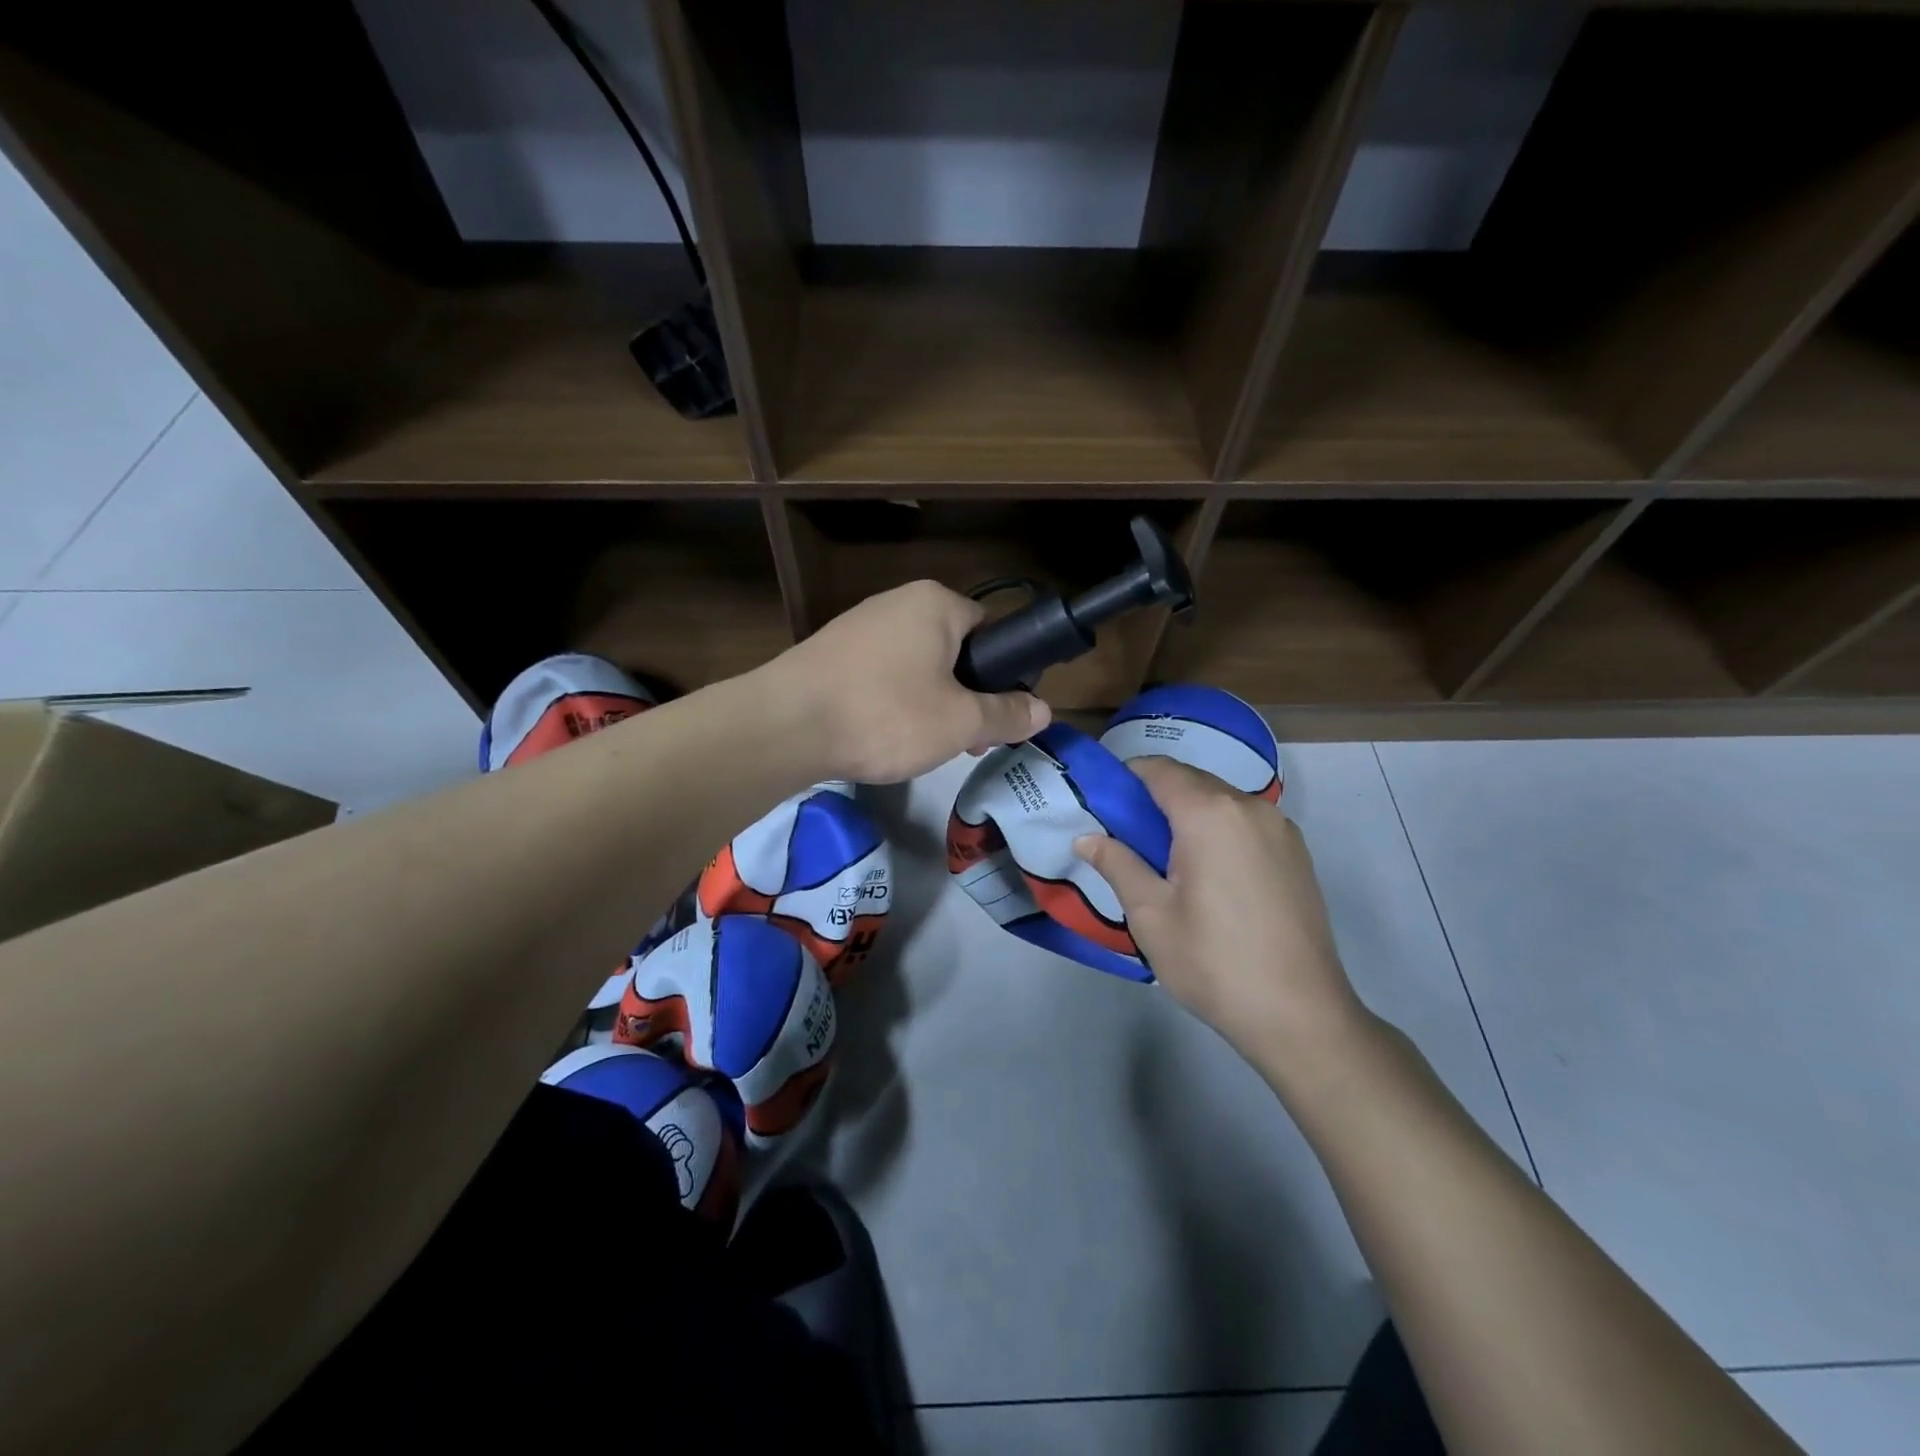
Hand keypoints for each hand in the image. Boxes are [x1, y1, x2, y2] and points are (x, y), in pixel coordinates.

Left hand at [763, 580, 1050, 783]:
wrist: (786, 726)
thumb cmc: (887, 714)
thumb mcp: (960, 722)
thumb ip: (1006, 714)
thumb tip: (1044, 710)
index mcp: (936, 604)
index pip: (989, 631)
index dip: (999, 675)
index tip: (996, 716)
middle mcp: (897, 602)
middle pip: (951, 650)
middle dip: (963, 696)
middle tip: (963, 741)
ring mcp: (858, 625)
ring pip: (915, 666)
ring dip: (928, 703)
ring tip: (921, 745)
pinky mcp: (830, 652)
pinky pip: (879, 675)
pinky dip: (890, 703)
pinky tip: (882, 735)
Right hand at [1074, 758, 1368, 1070]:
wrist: (1300, 1015)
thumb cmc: (1213, 962)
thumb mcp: (1150, 915)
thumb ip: (1117, 864)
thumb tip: (1087, 838)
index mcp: (1209, 813)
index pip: (1159, 769)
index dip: (1126, 778)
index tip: (1103, 805)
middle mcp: (1250, 806)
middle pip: (1191, 780)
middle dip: (1155, 798)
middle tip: (1127, 838)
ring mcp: (1281, 828)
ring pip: (1220, 800)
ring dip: (1187, 814)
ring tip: (1166, 861)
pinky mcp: (1297, 853)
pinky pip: (1245, 822)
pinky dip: (1218, 829)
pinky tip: (1207, 874)